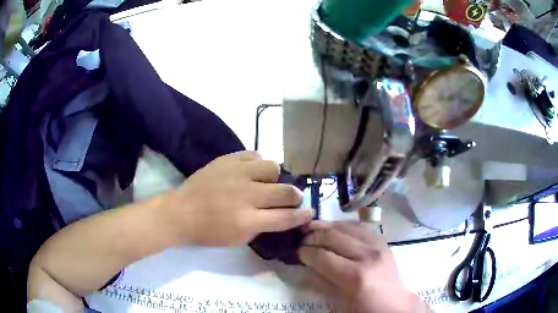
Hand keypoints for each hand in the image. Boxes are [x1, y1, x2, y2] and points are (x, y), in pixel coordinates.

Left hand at [160, 151, 313, 245]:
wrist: (181, 212)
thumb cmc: (209, 231)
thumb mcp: (239, 239)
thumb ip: (264, 226)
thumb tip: (281, 215)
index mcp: (248, 220)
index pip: (286, 217)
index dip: (303, 215)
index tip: (310, 212)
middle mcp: (246, 195)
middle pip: (286, 191)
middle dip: (295, 197)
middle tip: (291, 198)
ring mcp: (237, 173)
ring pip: (273, 167)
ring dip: (275, 178)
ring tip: (266, 183)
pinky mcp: (227, 160)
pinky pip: (254, 154)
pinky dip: (257, 164)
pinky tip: (251, 171)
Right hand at [299, 222, 428, 312]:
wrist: (393, 303)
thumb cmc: (363, 308)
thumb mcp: (338, 300)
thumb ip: (321, 281)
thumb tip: (304, 265)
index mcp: (354, 276)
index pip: (322, 256)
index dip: (305, 252)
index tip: (296, 251)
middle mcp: (367, 256)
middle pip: (333, 236)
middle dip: (312, 236)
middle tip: (301, 238)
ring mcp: (377, 246)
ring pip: (346, 227)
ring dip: (327, 226)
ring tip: (314, 229)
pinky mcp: (382, 242)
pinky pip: (360, 227)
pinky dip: (344, 226)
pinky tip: (335, 228)